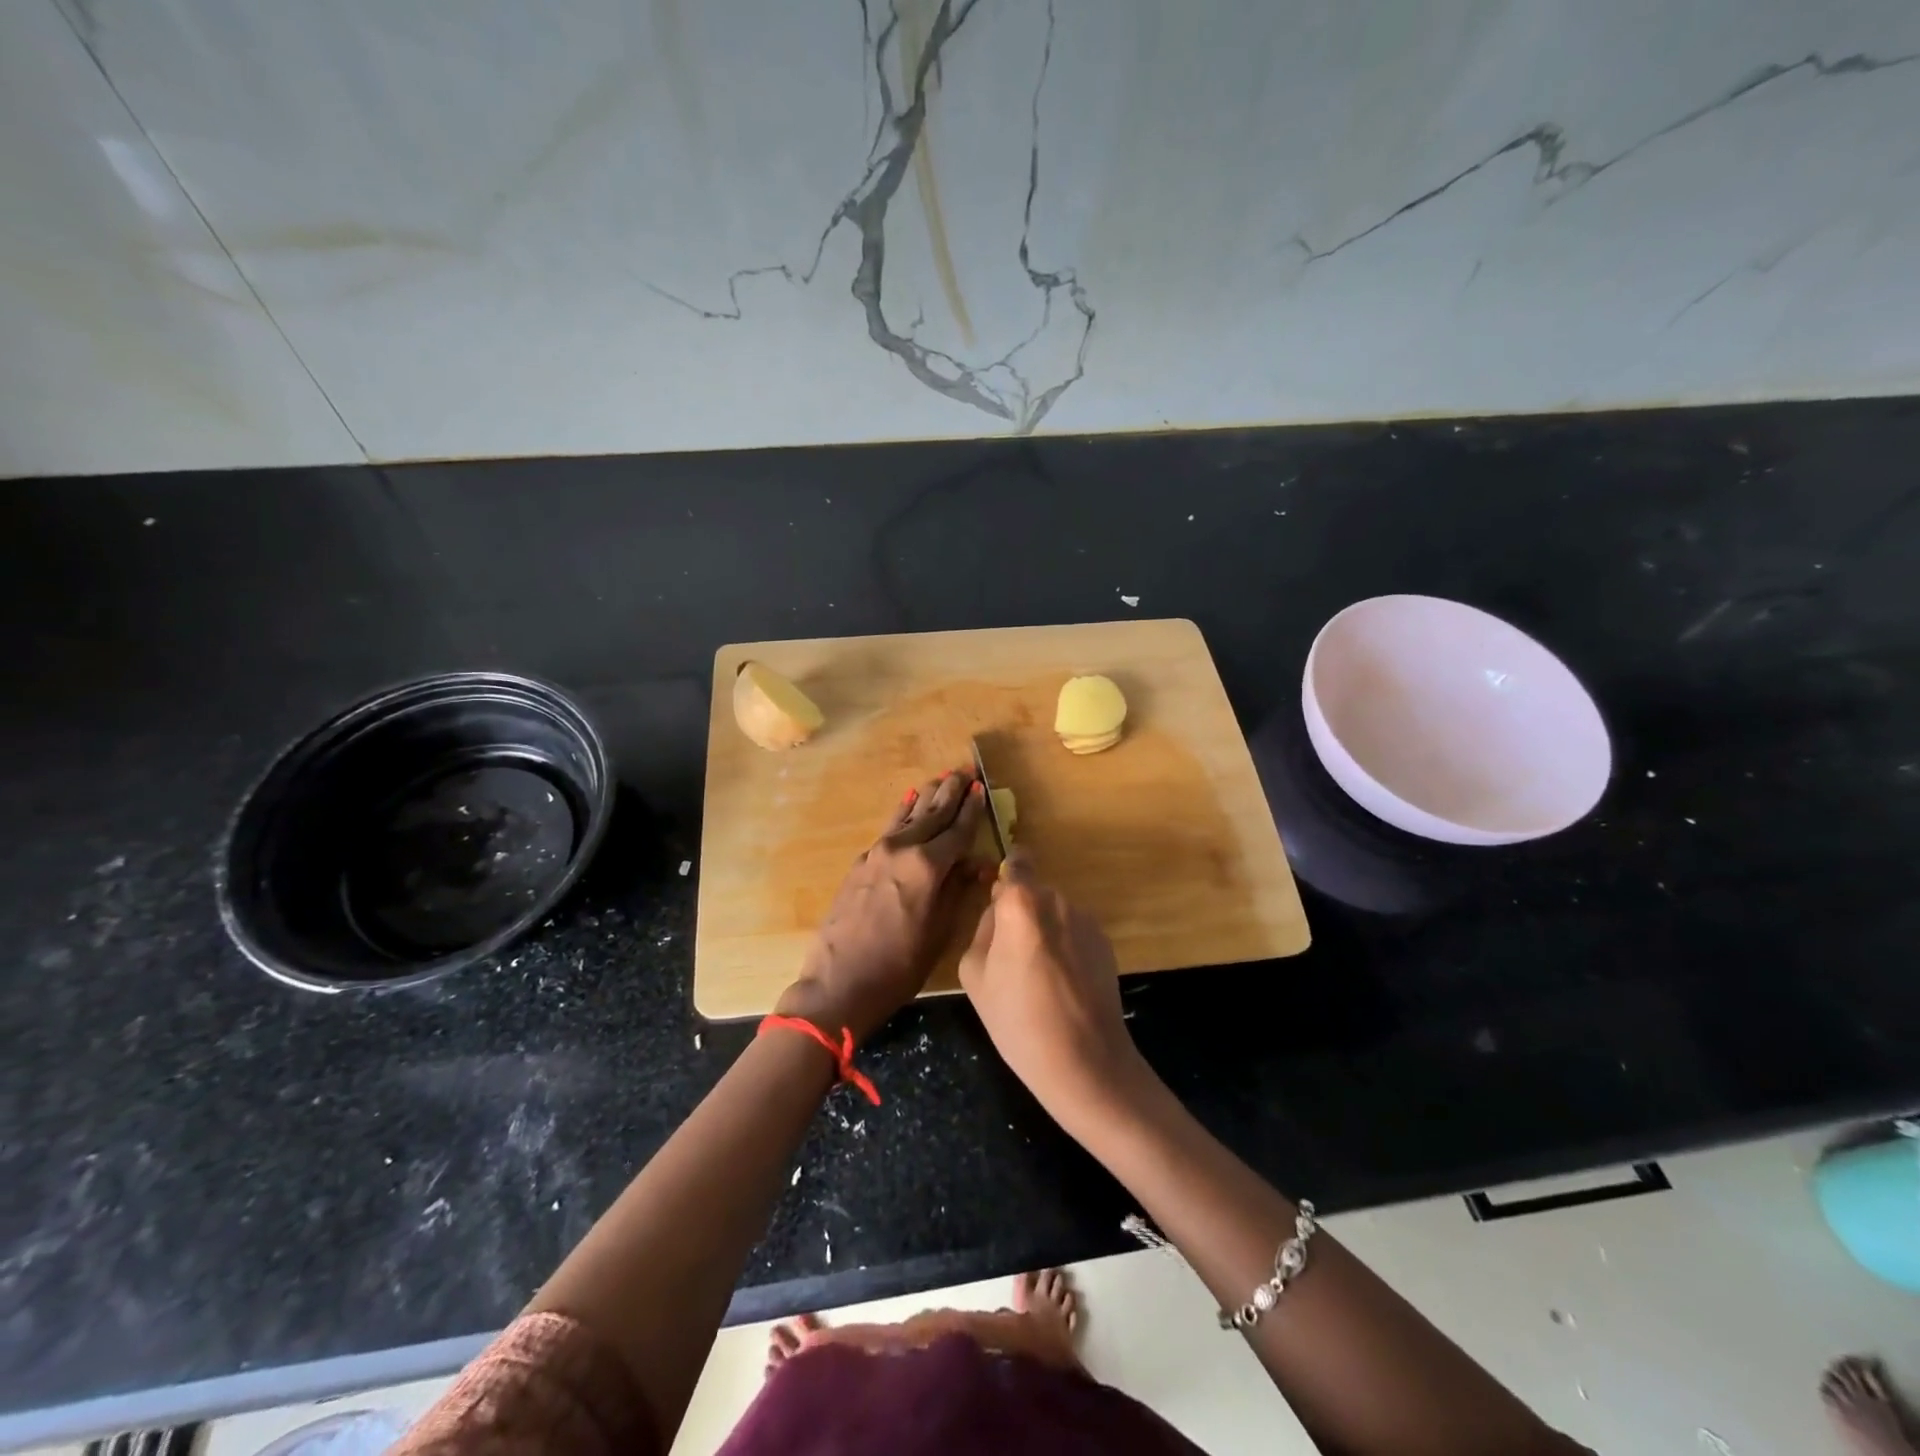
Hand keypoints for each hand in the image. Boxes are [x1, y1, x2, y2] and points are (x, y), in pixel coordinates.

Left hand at [776, 769, 985, 1041]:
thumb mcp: (939, 932)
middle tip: (965, 770)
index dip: (972, 809)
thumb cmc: (899, 965)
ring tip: (941, 777)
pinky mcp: (861, 862)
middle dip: (951, 792)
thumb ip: (958, 891)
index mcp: (927, 866)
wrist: (839, 982)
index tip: (981, 787)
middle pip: (932, 814)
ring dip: (927, 796)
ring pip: (909, 815)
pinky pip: (890, 828)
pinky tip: (908, 800)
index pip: (957, 830)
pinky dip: (902, 812)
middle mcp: (902, 849)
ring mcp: (877, 853)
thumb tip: (977, 864)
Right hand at [957, 852, 1149, 1131]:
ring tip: (1038, 978)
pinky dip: (1065, 948)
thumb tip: (998, 916)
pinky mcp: (1105, 942)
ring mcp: (1086, 920)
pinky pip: (1073, 933)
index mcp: (1021, 903)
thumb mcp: (975, 974)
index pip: (1015, 862)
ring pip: (1053, 914)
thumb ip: (983, 930)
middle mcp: (1057, 900)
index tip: (997, 901)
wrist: (1085, 1060)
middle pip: (1031, 893)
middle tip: (1009, 957)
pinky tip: (1062, 986)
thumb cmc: (1018, 1019)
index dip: (1005, 876)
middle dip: (1019, 914)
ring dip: (1043, 932)